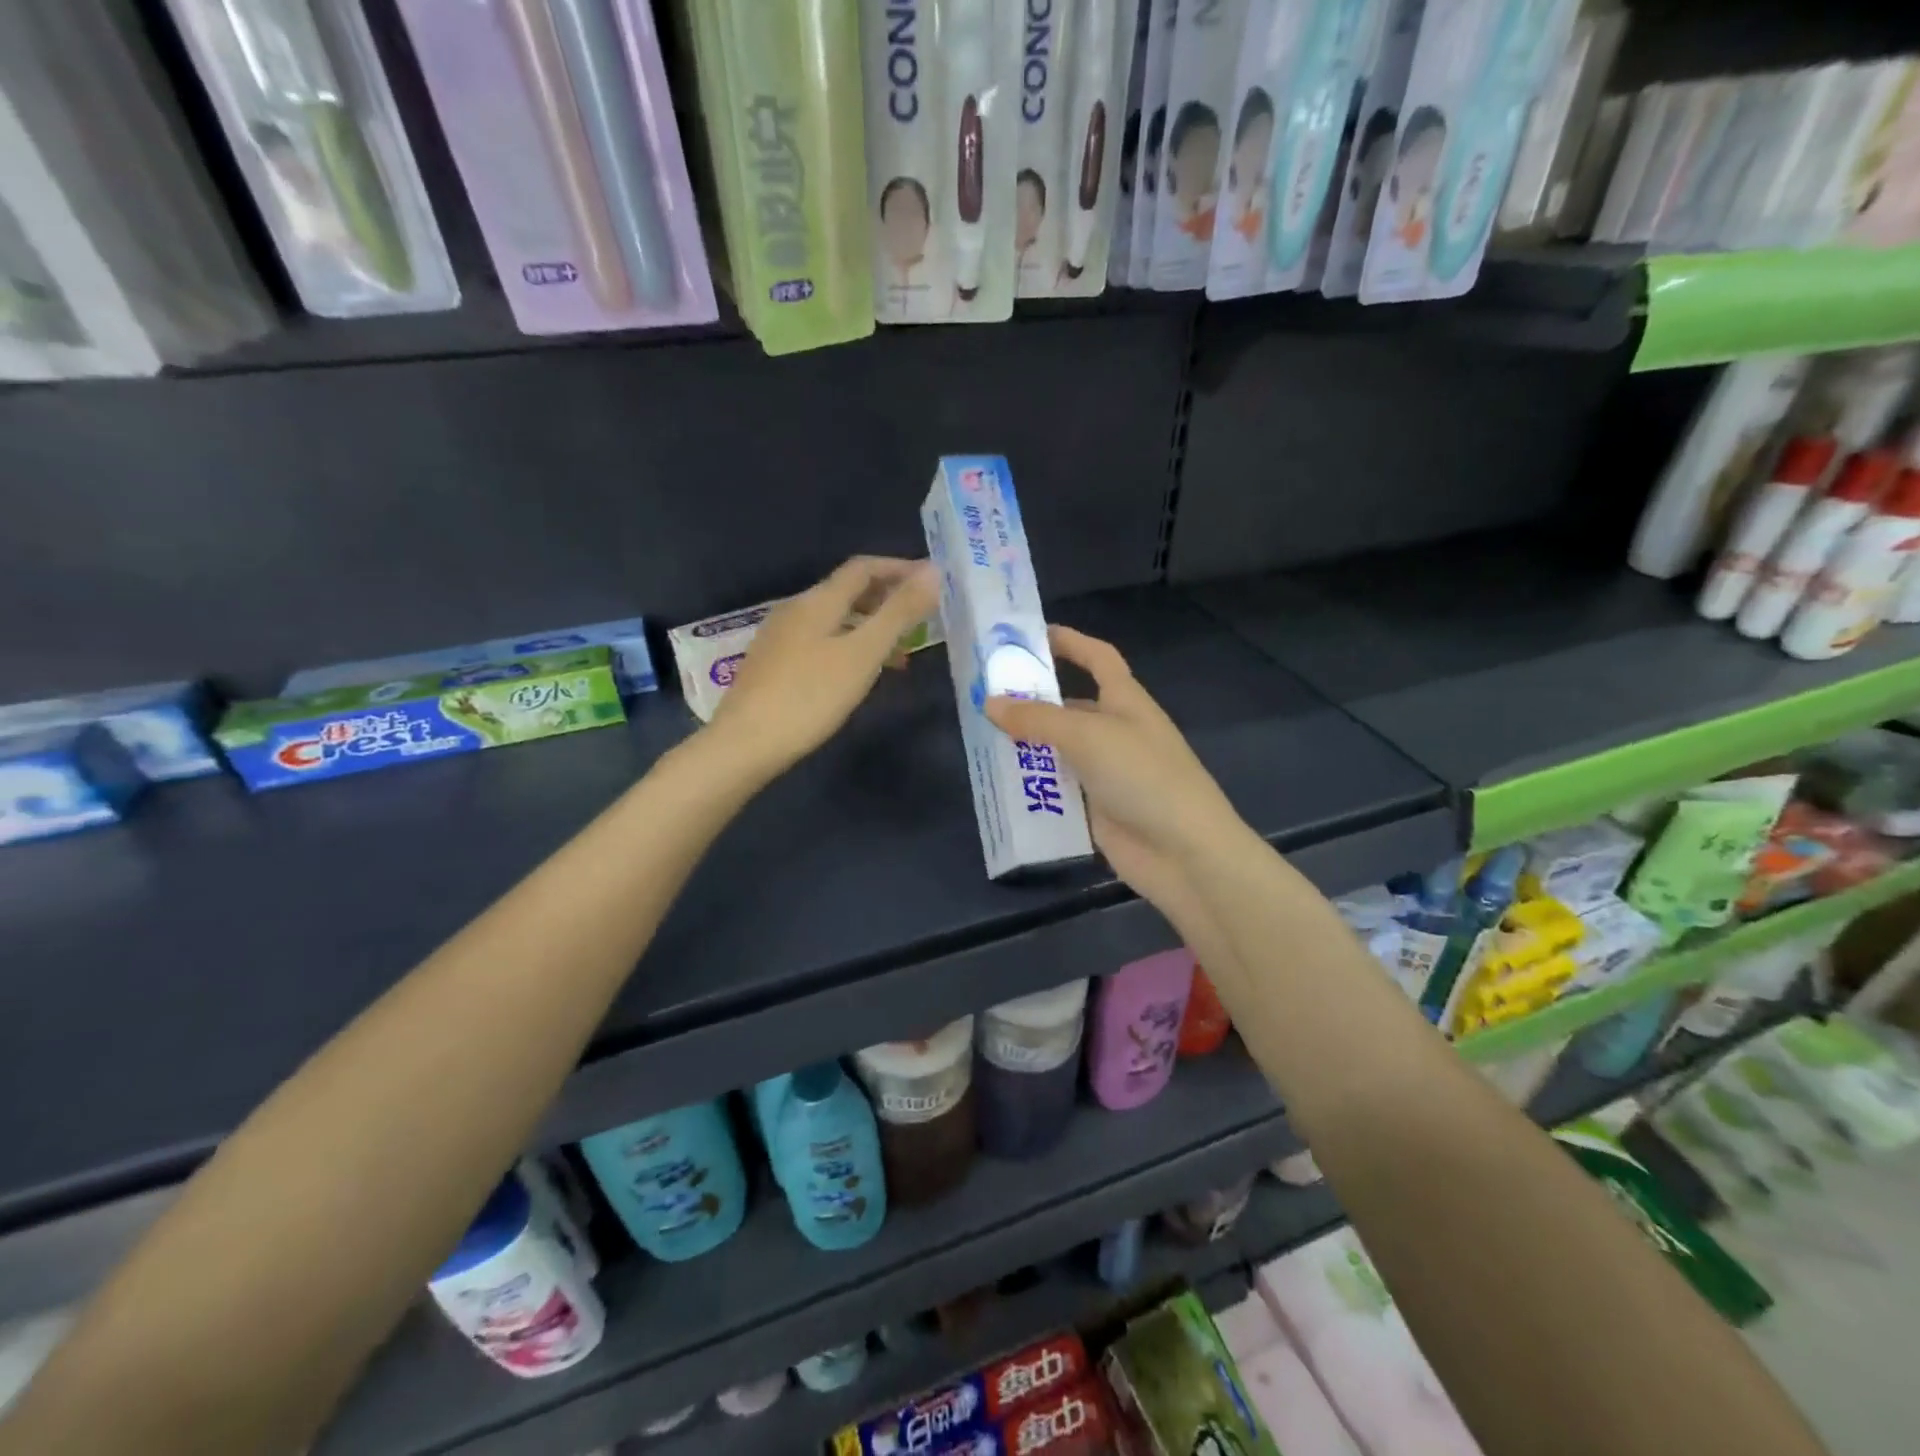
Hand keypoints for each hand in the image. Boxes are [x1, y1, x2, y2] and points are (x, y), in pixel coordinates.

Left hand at [707, 556, 937, 778]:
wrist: (746, 743)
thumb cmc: (810, 696)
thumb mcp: (863, 654)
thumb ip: (899, 613)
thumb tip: (933, 571)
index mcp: (817, 601)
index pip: (863, 568)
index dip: (899, 569)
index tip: (933, 581)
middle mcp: (795, 609)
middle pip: (847, 591)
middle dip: (887, 599)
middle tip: (922, 618)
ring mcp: (780, 637)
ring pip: (835, 619)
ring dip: (870, 627)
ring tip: (900, 653)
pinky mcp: (773, 664)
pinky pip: (821, 641)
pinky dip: (849, 646)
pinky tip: (859, 674)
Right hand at [985, 627, 1252, 915]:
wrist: (1183, 851)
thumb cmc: (1142, 775)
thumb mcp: (1087, 736)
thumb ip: (1037, 718)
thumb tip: (990, 703)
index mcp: (1125, 700)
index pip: (1098, 658)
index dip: (1070, 641)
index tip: (1031, 636)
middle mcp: (1115, 731)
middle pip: (1069, 707)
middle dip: (1032, 701)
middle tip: (982, 699)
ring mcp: (1106, 772)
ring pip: (1058, 751)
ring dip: (1026, 747)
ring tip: (979, 740)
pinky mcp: (1096, 808)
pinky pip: (1058, 790)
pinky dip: (1033, 787)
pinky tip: (999, 786)